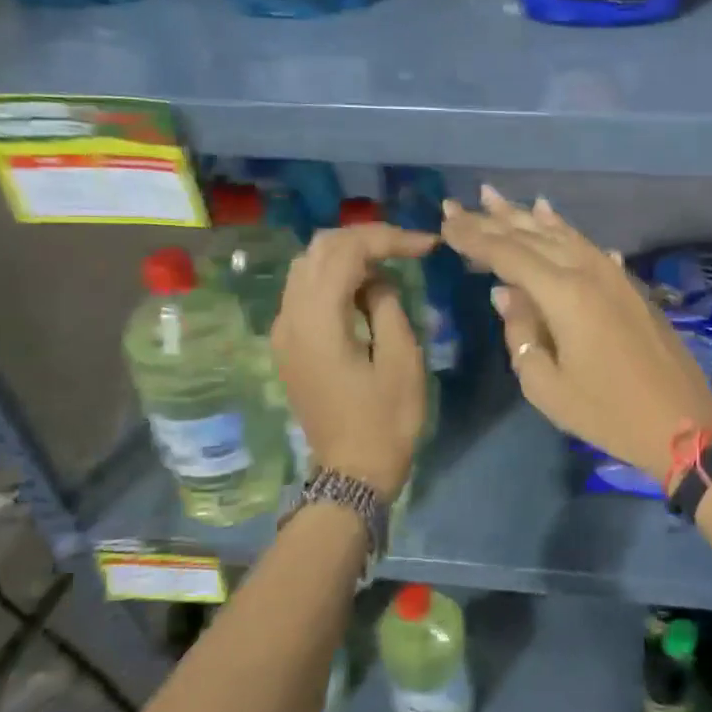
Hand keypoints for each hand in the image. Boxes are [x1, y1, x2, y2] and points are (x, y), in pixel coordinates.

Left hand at [271, 222, 436, 500]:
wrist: (352, 473)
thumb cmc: (385, 421)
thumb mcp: (401, 360)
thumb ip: (388, 305)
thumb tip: (378, 279)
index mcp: (318, 321)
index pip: (346, 252)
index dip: (389, 238)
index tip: (428, 245)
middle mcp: (290, 318)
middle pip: (320, 249)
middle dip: (366, 238)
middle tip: (408, 247)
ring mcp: (284, 330)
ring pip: (309, 265)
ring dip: (349, 253)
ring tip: (390, 260)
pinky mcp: (288, 343)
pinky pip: (306, 289)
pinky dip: (335, 275)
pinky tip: (365, 286)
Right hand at [441, 187, 711, 475]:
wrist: (682, 422)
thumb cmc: (607, 412)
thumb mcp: (547, 386)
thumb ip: (520, 333)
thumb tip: (505, 294)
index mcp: (565, 293)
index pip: (508, 254)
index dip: (474, 237)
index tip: (445, 221)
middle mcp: (589, 271)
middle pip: (534, 236)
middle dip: (493, 219)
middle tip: (459, 203)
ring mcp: (614, 274)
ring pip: (562, 234)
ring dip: (527, 216)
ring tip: (497, 198)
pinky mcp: (629, 285)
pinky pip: (587, 245)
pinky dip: (564, 229)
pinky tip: (552, 217)